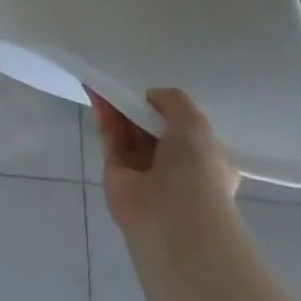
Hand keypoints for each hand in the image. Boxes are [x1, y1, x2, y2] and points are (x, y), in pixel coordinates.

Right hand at [89, 87, 239, 252]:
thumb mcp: (195, 124)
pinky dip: (104, 115)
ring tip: (105, 81)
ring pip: (129, 133)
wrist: (172, 219)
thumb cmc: (196, 170)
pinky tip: (96, 92)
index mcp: (204, 162)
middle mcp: (175, 169)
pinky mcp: (116, 174)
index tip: (156, 94)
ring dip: (118, 107)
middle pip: (152, 130)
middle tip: (126, 83)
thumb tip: (151, 96)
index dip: (170, 112)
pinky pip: (111, 137)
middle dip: (140, 107)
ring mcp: (144, 173)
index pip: (186, 133)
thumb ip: (174, 102)